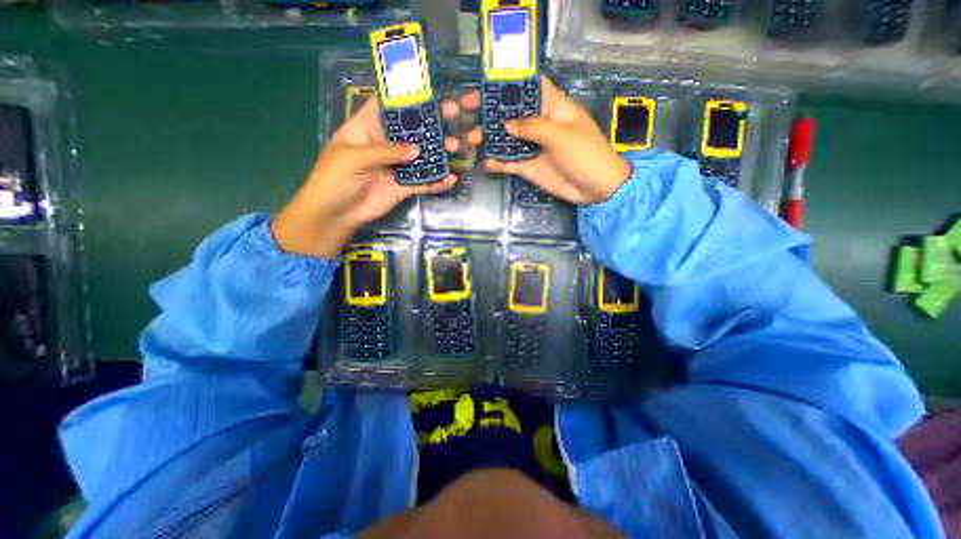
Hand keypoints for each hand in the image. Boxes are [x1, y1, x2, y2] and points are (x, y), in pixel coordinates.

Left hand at [272, 97, 463, 259]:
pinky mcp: (403, 187)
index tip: (430, 91)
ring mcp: (396, 167)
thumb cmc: (335, 179)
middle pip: (412, 130)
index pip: (388, 106)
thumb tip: (417, 150)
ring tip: (456, 149)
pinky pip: (423, 182)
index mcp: (367, 128)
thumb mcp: (355, 157)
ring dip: (439, 153)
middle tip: (454, 115)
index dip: (407, 97)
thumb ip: (386, 151)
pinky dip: (437, 182)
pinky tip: (451, 179)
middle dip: (432, 123)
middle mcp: (385, 145)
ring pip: (422, 157)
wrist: (336, 214)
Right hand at [463, 78, 631, 204]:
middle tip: (466, 111)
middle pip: (512, 113)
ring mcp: (533, 147)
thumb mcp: (561, 135)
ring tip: (471, 140)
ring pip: (507, 139)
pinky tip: (486, 162)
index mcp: (553, 107)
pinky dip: (498, 162)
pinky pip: (510, 163)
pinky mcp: (530, 167)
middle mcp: (540, 124)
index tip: (486, 84)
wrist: (595, 188)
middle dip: (490, 112)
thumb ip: (533, 127)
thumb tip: (507, 124)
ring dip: (489, 138)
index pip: (530, 87)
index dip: (509, 82)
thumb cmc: (585, 154)